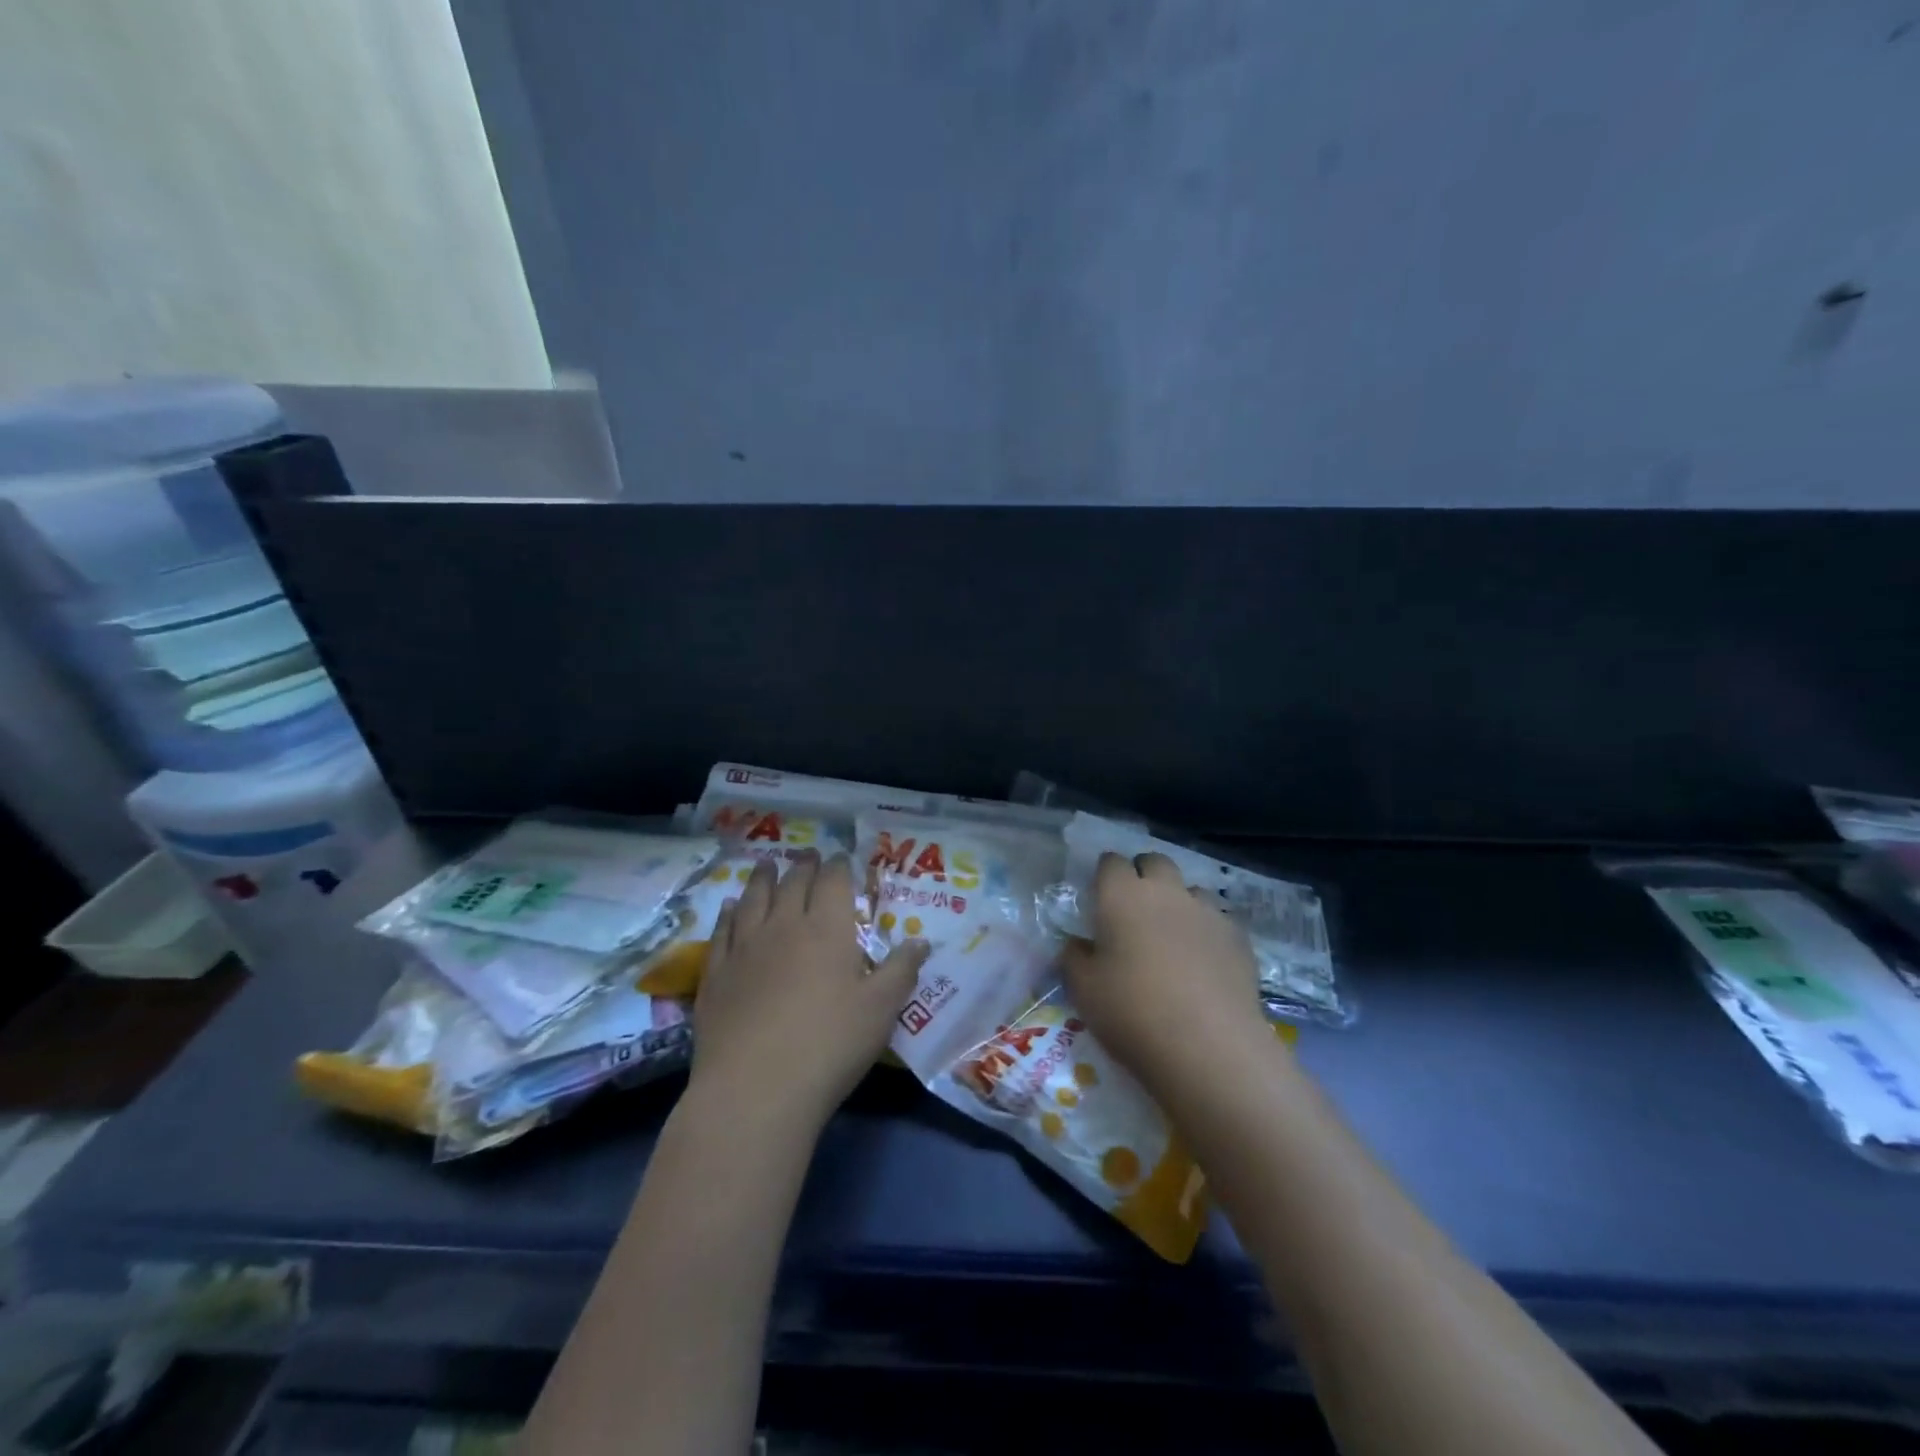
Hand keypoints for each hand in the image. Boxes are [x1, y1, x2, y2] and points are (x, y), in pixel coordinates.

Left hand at [690, 851, 925, 1130]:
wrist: (755, 1089)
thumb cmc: (830, 1045)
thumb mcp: (881, 1010)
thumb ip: (901, 970)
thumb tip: (920, 941)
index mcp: (828, 929)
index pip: (834, 882)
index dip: (839, 866)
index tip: (842, 858)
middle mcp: (784, 926)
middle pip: (794, 883)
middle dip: (804, 865)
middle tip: (809, 855)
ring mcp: (744, 947)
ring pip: (754, 898)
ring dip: (764, 878)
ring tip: (768, 865)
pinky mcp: (715, 973)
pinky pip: (723, 930)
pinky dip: (729, 912)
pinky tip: (730, 907)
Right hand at [1061, 851, 1271, 1097]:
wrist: (1209, 1048)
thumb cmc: (1133, 1013)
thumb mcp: (1084, 990)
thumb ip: (1074, 958)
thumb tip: (1077, 945)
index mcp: (1122, 896)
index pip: (1110, 862)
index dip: (1105, 874)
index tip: (1100, 895)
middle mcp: (1166, 892)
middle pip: (1155, 862)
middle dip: (1143, 875)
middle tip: (1134, 908)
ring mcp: (1207, 912)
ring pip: (1190, 889)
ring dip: (1179, 901)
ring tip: (1172, 935)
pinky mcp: (1238, 938)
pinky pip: (1218, 920)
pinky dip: (1207, 930)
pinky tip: (1204, 960)